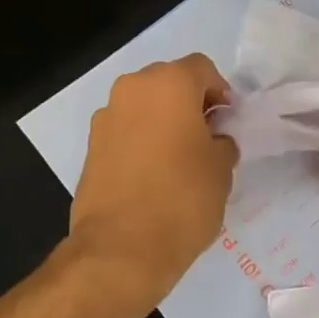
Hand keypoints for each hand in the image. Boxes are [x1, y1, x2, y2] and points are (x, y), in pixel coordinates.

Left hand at [68, 54, 237, 305]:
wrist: (121, 248)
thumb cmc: (182, 199)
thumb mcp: (222, 169)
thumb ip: (222, 142)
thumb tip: (213, 140)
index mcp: (168, 84)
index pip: (201, 68)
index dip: (220, 91)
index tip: (228, 121)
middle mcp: (132, 89)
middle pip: (168, 82)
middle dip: (189, 103)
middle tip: (206, 137)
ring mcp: (106, 117)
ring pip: (144, 106)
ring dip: (162, 121)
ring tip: (178, 159)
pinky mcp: (91, 146)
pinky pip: (125, 131)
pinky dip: (141, 141)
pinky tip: (153, 175)